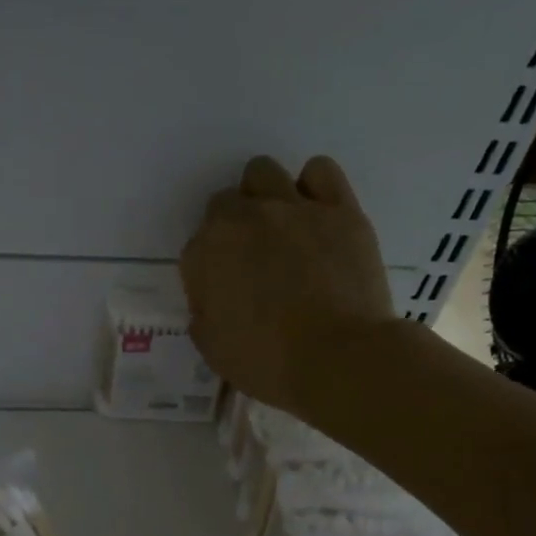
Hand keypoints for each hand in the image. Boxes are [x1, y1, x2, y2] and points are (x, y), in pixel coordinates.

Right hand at [180, 154, 396, 415]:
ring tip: (280, 231)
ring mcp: (294, 208)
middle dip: (231, 230)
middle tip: (251, 264)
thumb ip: (204, 317)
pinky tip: (316, 216)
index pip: (196, 248)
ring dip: (262, 197)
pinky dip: (312, 187)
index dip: (208, 273)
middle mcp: (245, 219)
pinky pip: (319, 171)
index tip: (223, 298)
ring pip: (263, 173)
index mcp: (207, 253)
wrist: (338, 360)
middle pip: (225, 204)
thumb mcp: (214, 351)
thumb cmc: (268, 364)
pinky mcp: (339, 209)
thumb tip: (211, 303)